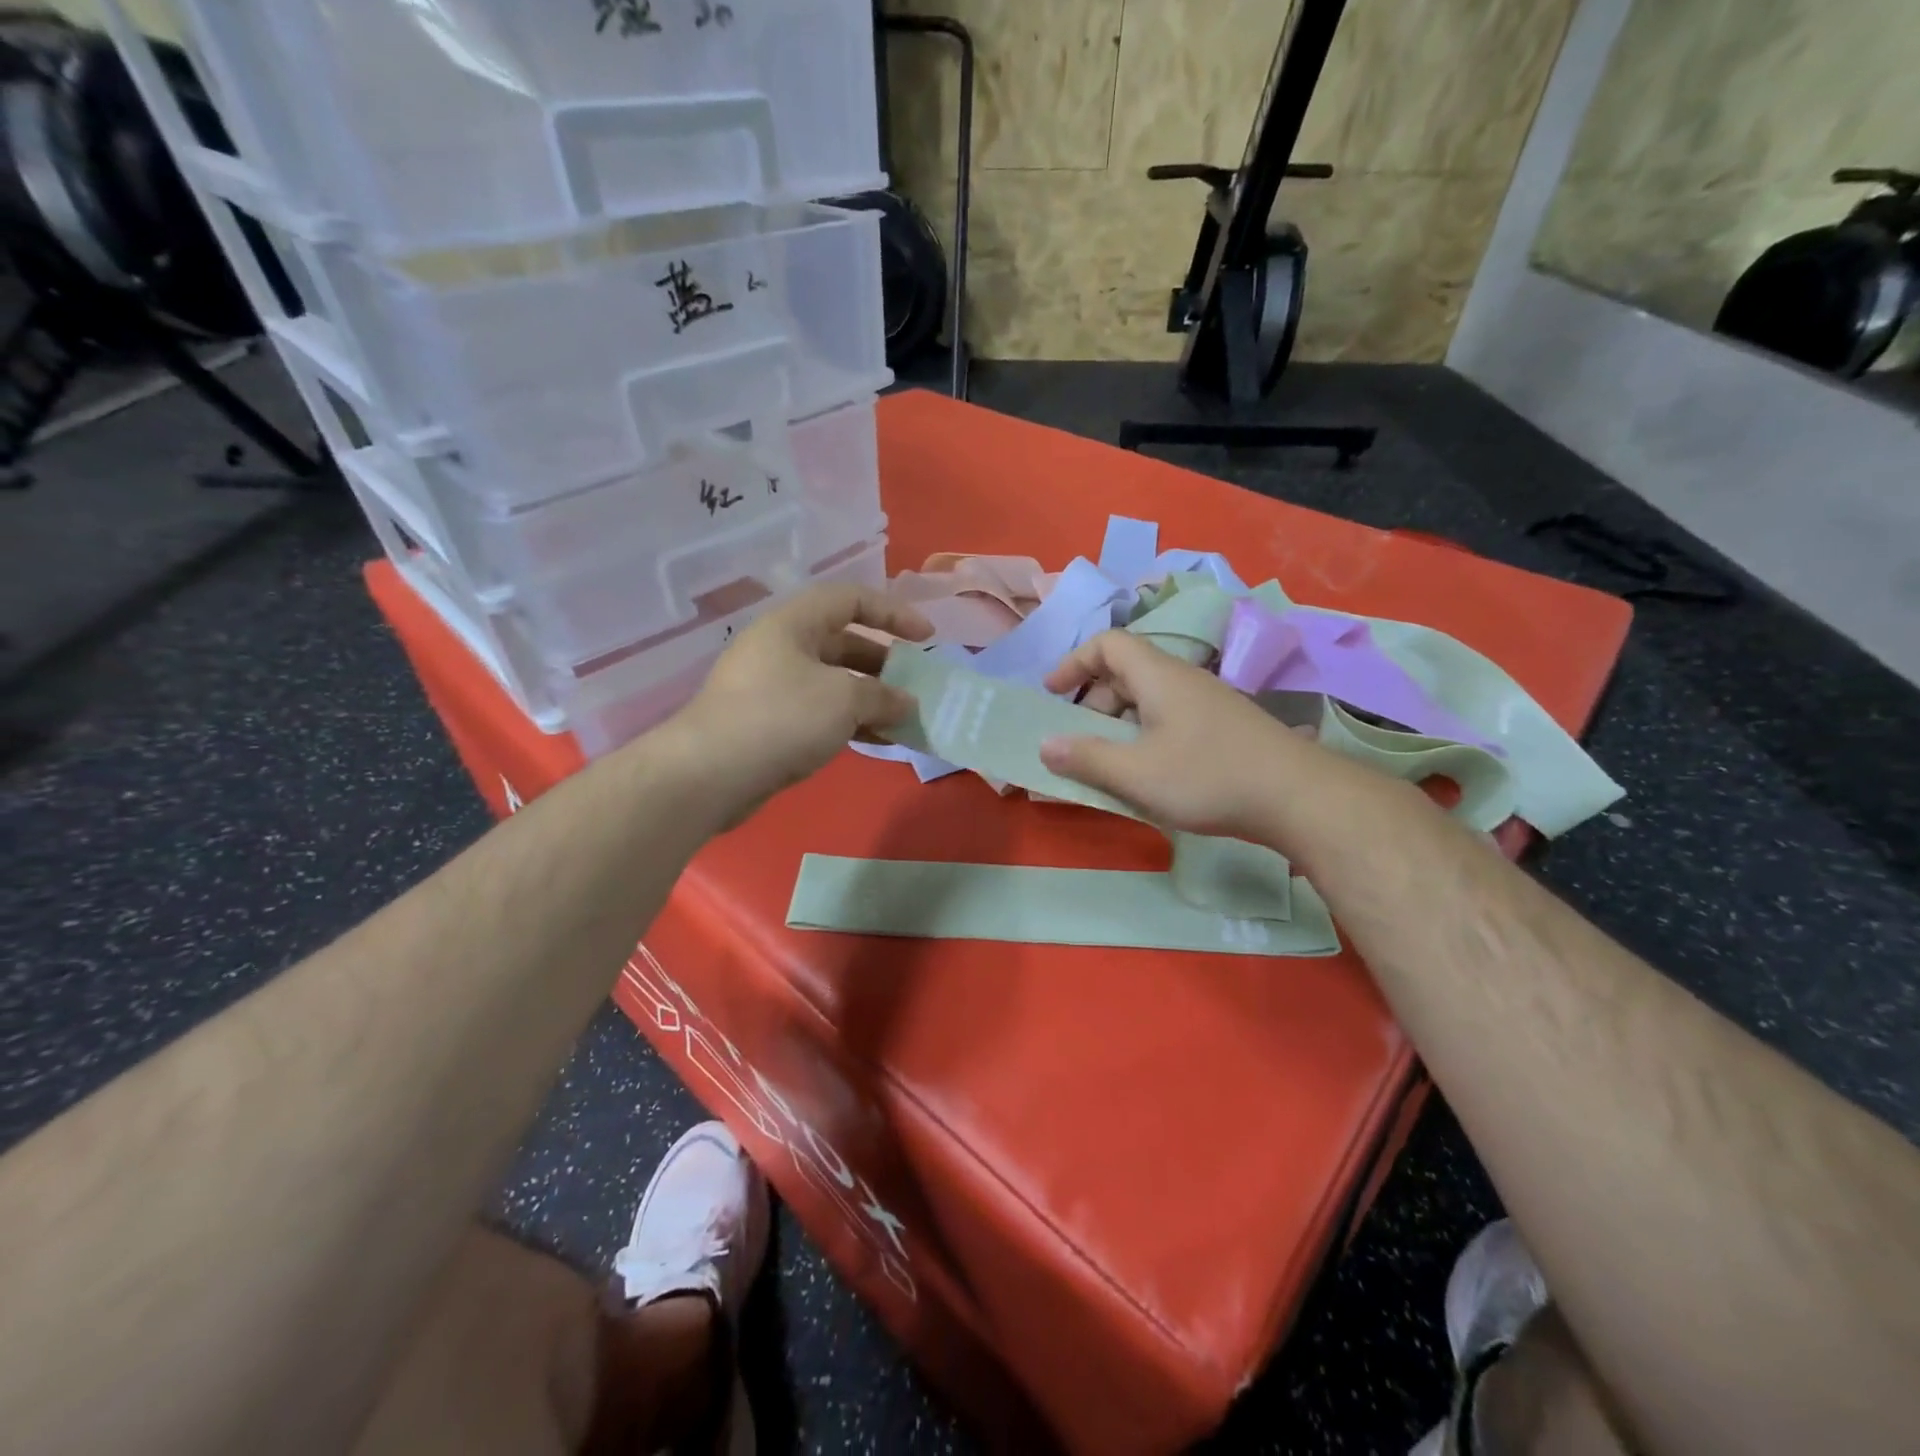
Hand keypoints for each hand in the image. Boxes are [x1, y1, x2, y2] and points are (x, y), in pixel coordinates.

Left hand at [665, 584, 931, 826]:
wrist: (709, 774)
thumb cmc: (781, 718)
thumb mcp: (844, 699)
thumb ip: (883, 695)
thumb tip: (906, 703)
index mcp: (794, 623)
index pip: (850, 599)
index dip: (893, 612)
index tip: (926, 637)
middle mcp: (782, 647)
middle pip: (844, 642)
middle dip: (885, 663)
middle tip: (916, 684)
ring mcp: (773, 686)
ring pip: (834, 682)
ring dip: (871, 698)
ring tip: (905, 719)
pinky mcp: (769, 723)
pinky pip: (820, 712)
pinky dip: (850, 722)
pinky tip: (878, 742)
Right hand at [1038, 629, 1309, 840]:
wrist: (1298, 797)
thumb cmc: (1208, 777)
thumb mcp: (1136, 773)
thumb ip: (1086, 758)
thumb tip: (1045, 745)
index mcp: (1158, 676)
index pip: (1107, 645)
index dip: (1074, 663)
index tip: (1053, 695)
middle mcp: (1182, 680)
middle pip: (1125, 673)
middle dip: (1092, 703)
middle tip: (1078, 742)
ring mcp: (1206, 703)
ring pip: (1148, 700)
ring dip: (1118, 724)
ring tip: (1109, 763)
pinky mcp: (1223, 728)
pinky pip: (1169, 719)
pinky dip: (1145, 737)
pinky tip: (1149, 774)